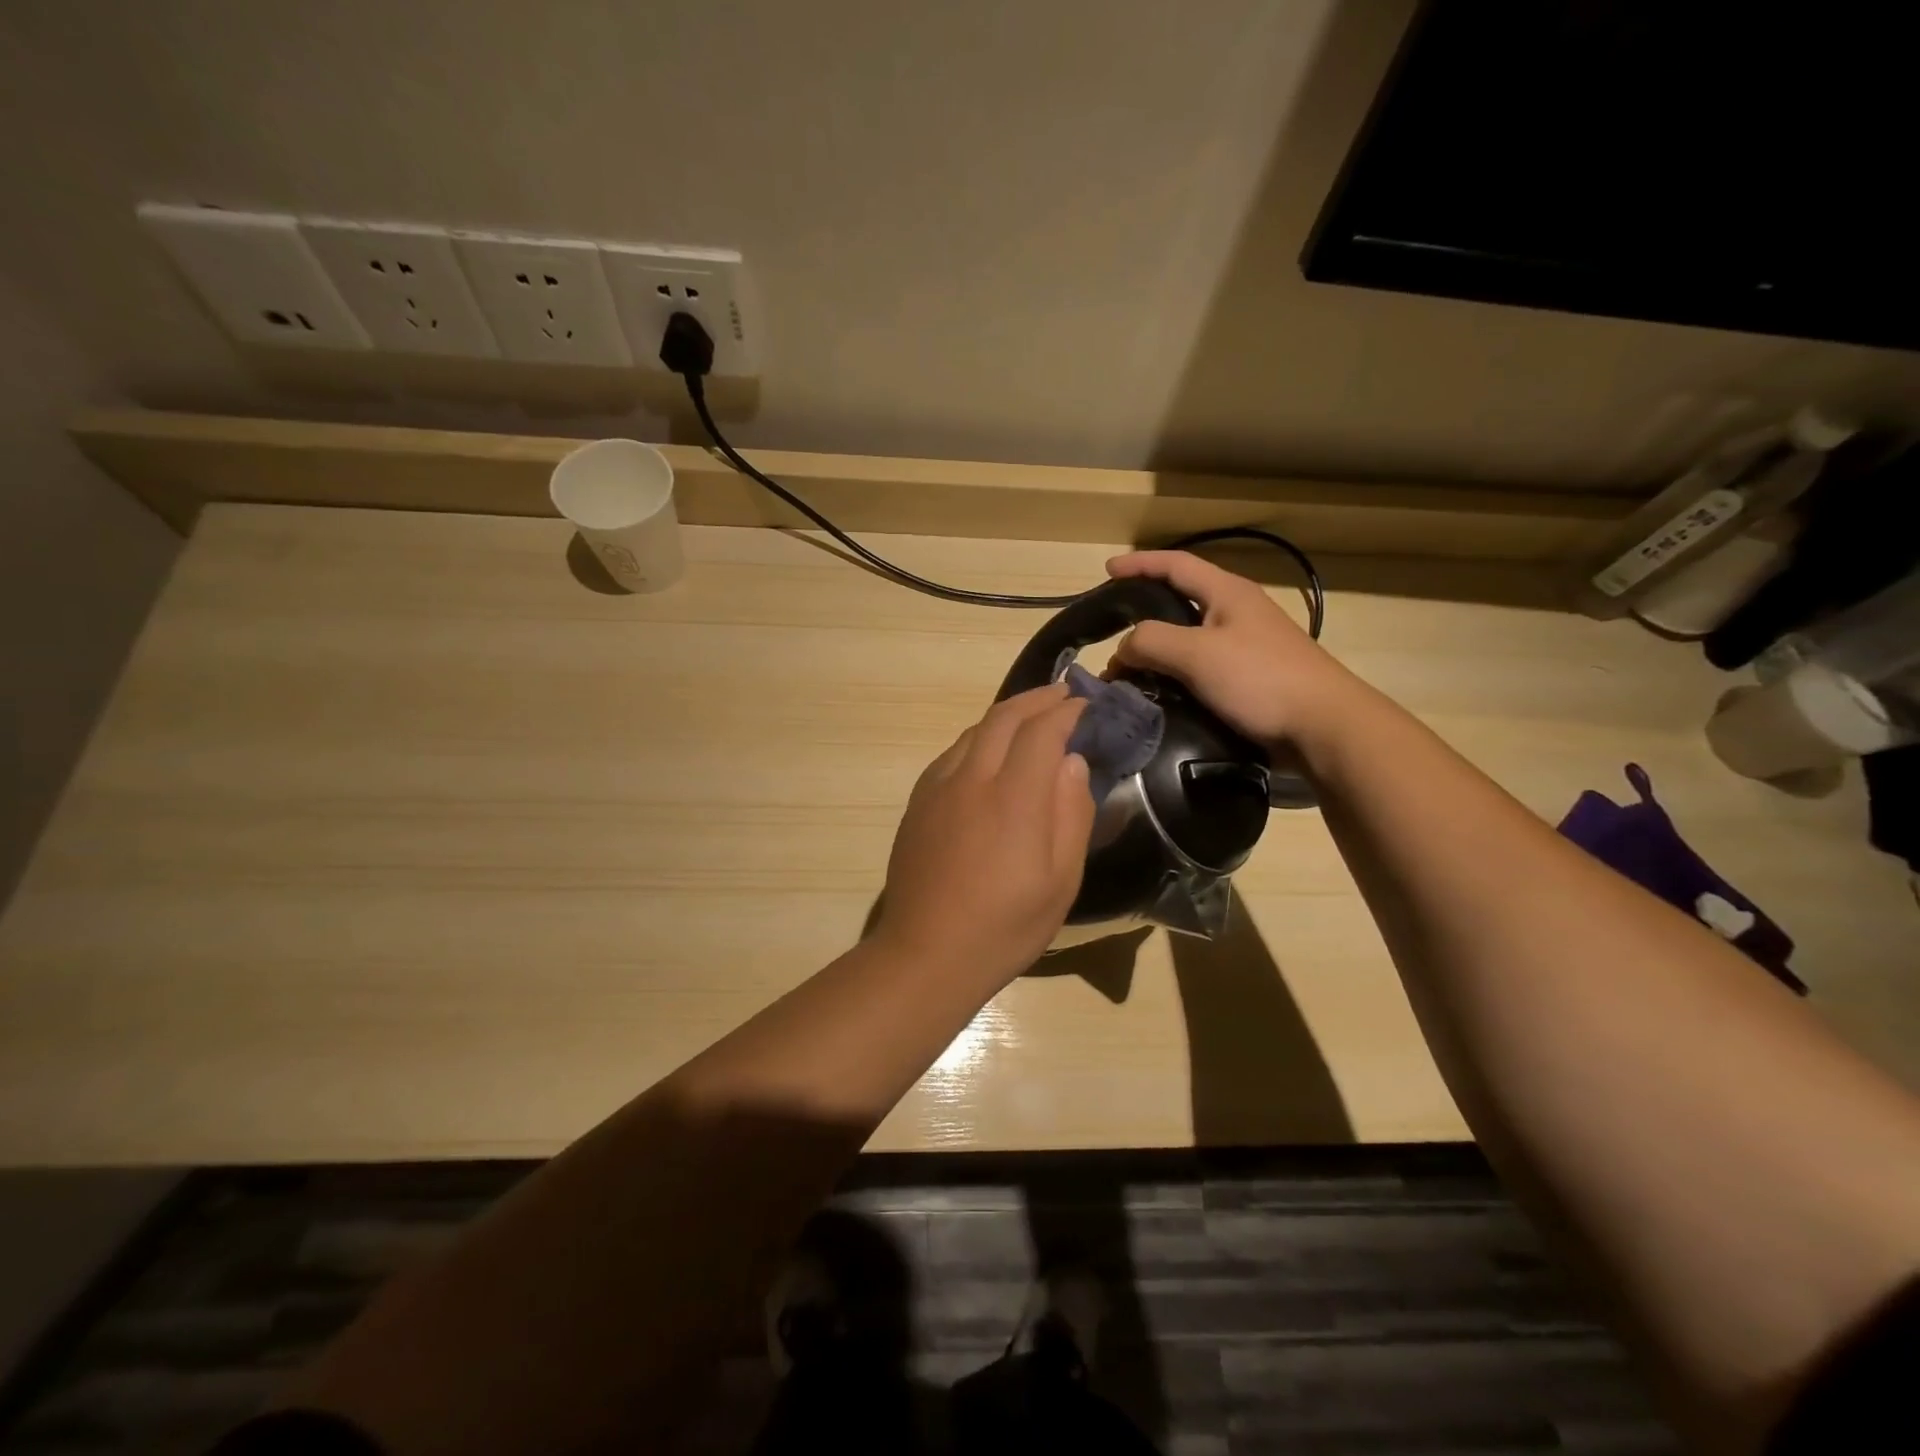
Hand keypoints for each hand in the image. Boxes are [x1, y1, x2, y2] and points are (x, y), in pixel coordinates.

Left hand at [874, 685, 1095, 985]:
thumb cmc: (1005, 926)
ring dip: (1007, 715)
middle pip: (1004, 717)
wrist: (926, 954)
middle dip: (1038, 698)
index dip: (1067, 711)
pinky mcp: (918, 802)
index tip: (1087, 704)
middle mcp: (971, 779)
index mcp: (1012, 797)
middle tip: (1064, 694)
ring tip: (1032, 716)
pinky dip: (981, 738)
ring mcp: (937, 787)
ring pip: (975, 731)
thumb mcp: (1061, 882)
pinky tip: (990, 753)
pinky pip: (953, 753)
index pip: (1042, 731)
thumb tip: (1071, 762)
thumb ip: (1071, 815)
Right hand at [1106, 550, 1358, 748]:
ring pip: (1188, 638)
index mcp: (1228, 593)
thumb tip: (1122, 650)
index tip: (1106, 570)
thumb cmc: (1260, 678)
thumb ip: (1151, 642)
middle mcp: (1237, 612)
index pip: (1175, 565)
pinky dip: (1174, 675)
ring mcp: (1246, 646)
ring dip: (1156, 650)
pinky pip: (1200, 668)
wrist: (1322, 727)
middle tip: (1112, 627)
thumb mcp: (1197, 653)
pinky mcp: (1249, 679)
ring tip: (1127, 669)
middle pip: (1180, 600)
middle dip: (1144, 610)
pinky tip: (1159, 693)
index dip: (1139, 564)